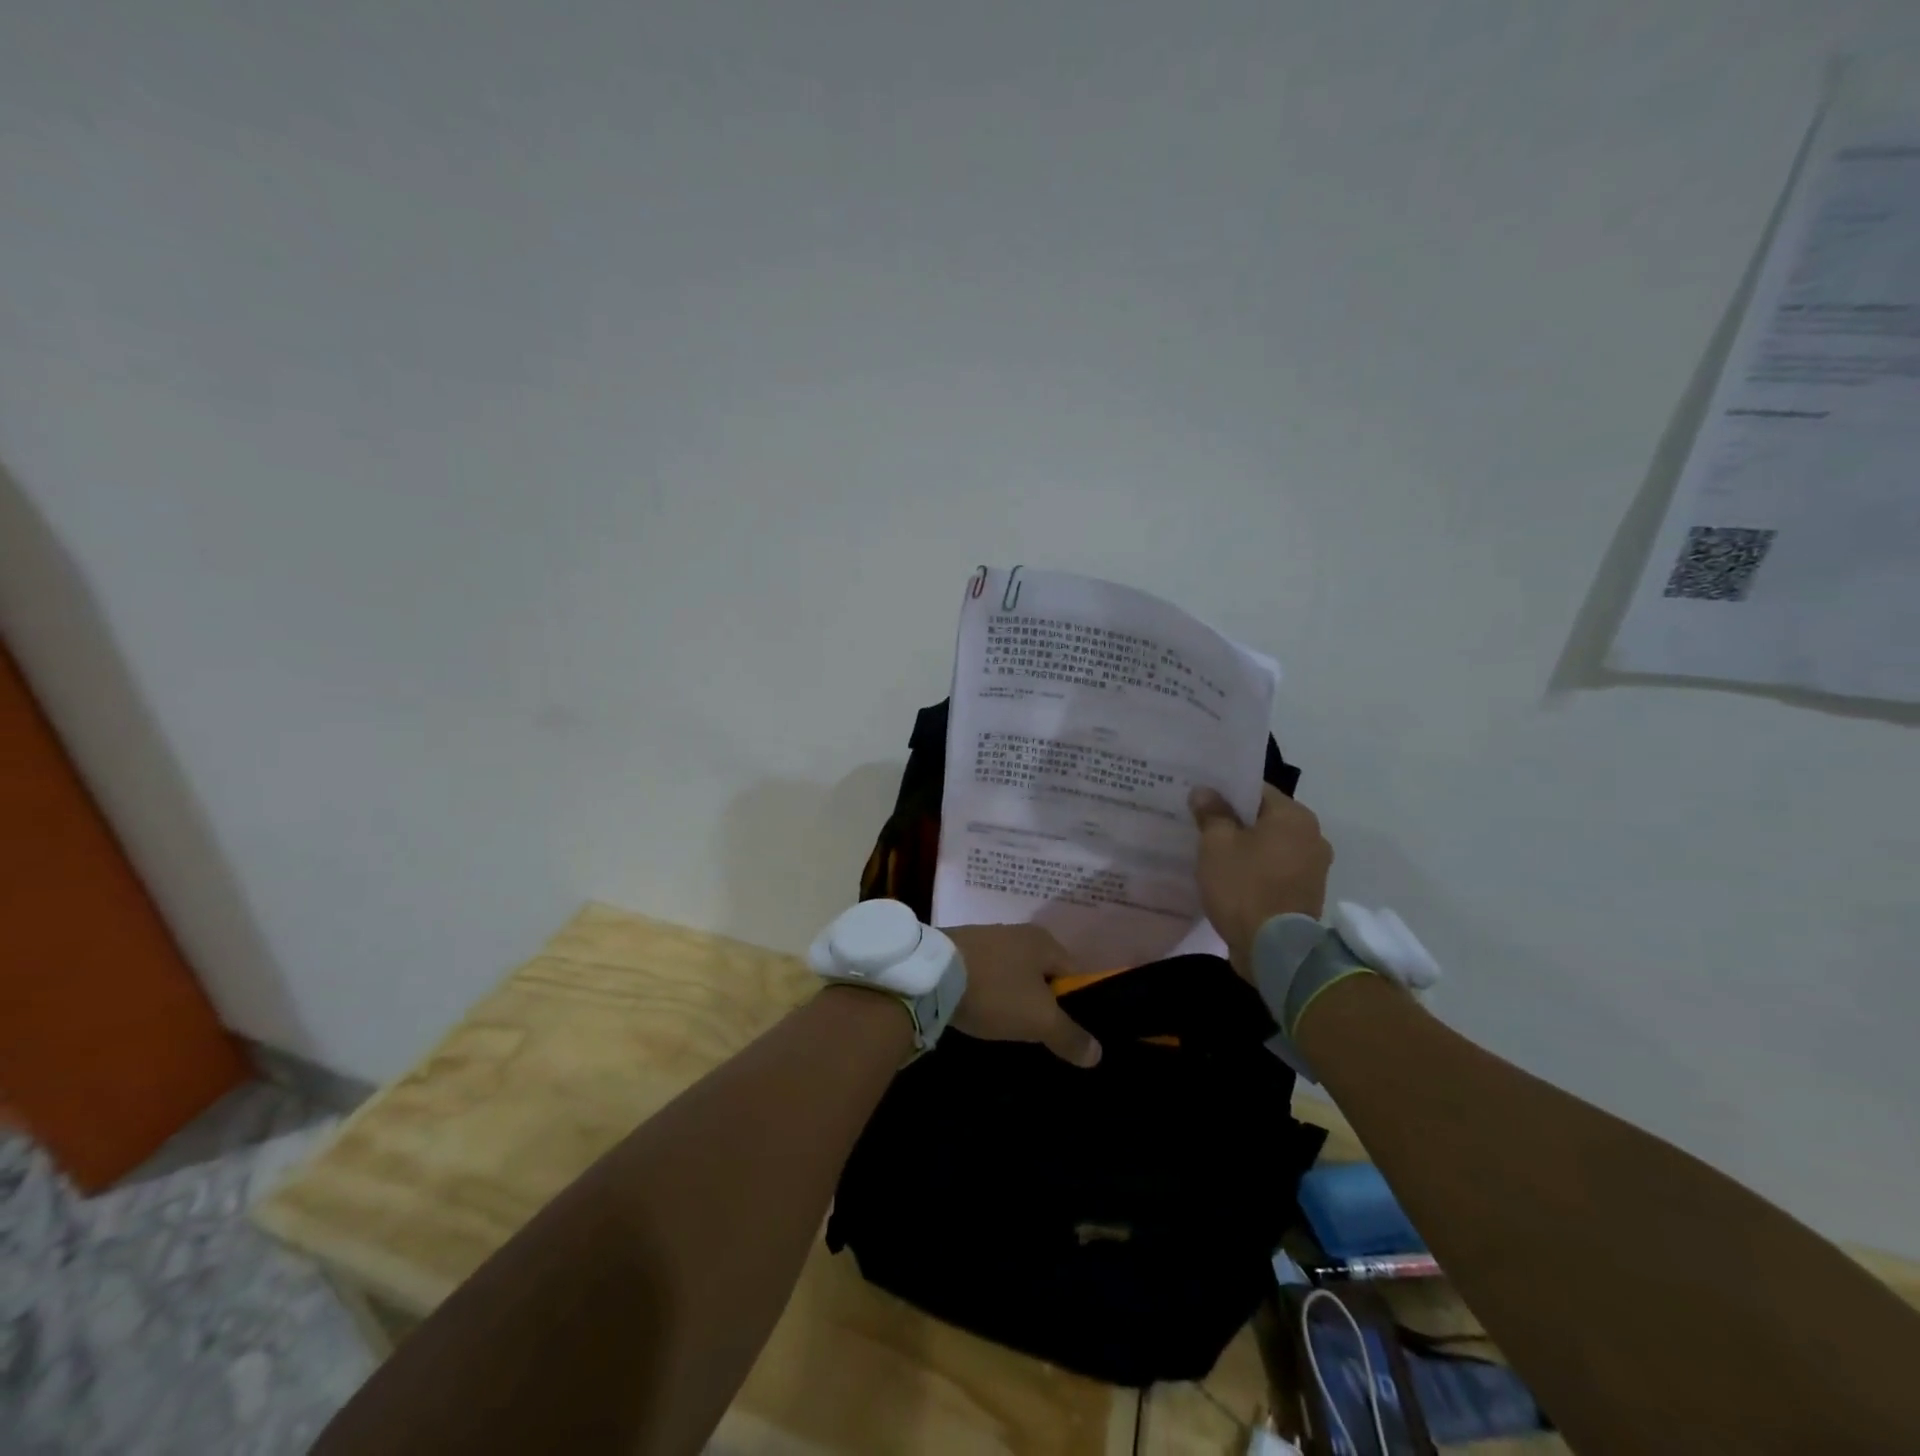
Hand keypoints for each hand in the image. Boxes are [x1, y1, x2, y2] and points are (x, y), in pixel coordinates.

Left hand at [944, 924, 1101, 1067]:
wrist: (931, 974)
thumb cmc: (995, 990)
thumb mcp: (1039, 1019)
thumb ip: (1070, 1036)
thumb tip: (1098, 1054)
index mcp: (1044, 941)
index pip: (1074, 974)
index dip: (1076, 1004)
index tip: (1068, 1033)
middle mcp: (1018, 932)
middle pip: (1042, 974)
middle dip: (1042, 1002)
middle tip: (1039, 1034)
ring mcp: (987, 938)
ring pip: (1013, 975)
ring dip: (1013, 997)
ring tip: (1008, 1026)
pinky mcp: (960, 949)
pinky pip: (987, 975)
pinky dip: (989, 992)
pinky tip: (982, 1011)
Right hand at [1190, 784, 1333, 977]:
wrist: (1274, 950)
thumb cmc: (1244, 886)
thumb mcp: (1216, 844)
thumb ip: (1211, 813)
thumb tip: (1205, 792)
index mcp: (1295, 816)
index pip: (1256, 790)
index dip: (1225, 792)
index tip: (1201, 799)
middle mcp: (1313, 836)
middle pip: (1265, 819)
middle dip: (1236, 821)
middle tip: (1202, 824)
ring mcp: (1314, 868)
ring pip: (1271, 846)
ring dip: (1247, 848)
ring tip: (1213, 853)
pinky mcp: (1307, 894)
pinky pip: (1276, 870)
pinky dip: (1257, 870)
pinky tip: (1231, 877)